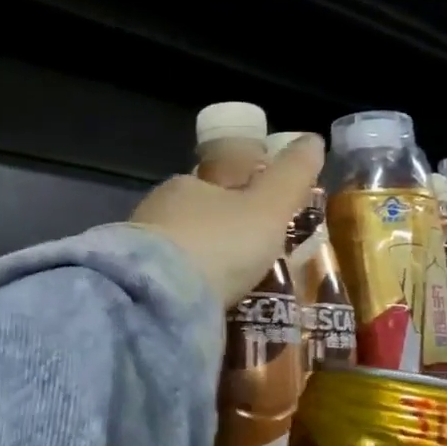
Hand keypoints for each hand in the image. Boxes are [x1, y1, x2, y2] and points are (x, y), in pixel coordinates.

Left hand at [129, 133, 323, 308]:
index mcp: (184, 184)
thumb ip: (291, 175)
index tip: (260, 221)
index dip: (240, 198)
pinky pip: (165, 282)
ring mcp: (136, 250)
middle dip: (218, 235)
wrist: (159, 297)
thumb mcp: (267, 206)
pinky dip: (184, 290)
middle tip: (249, 261)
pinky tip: (201, 306)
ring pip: (177, 252)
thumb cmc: (219, 242)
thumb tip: (314, 138)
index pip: (214, 183)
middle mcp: (154, 210)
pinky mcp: (132, 285)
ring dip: (200, 266)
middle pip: (194, 219)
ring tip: (230, 290)